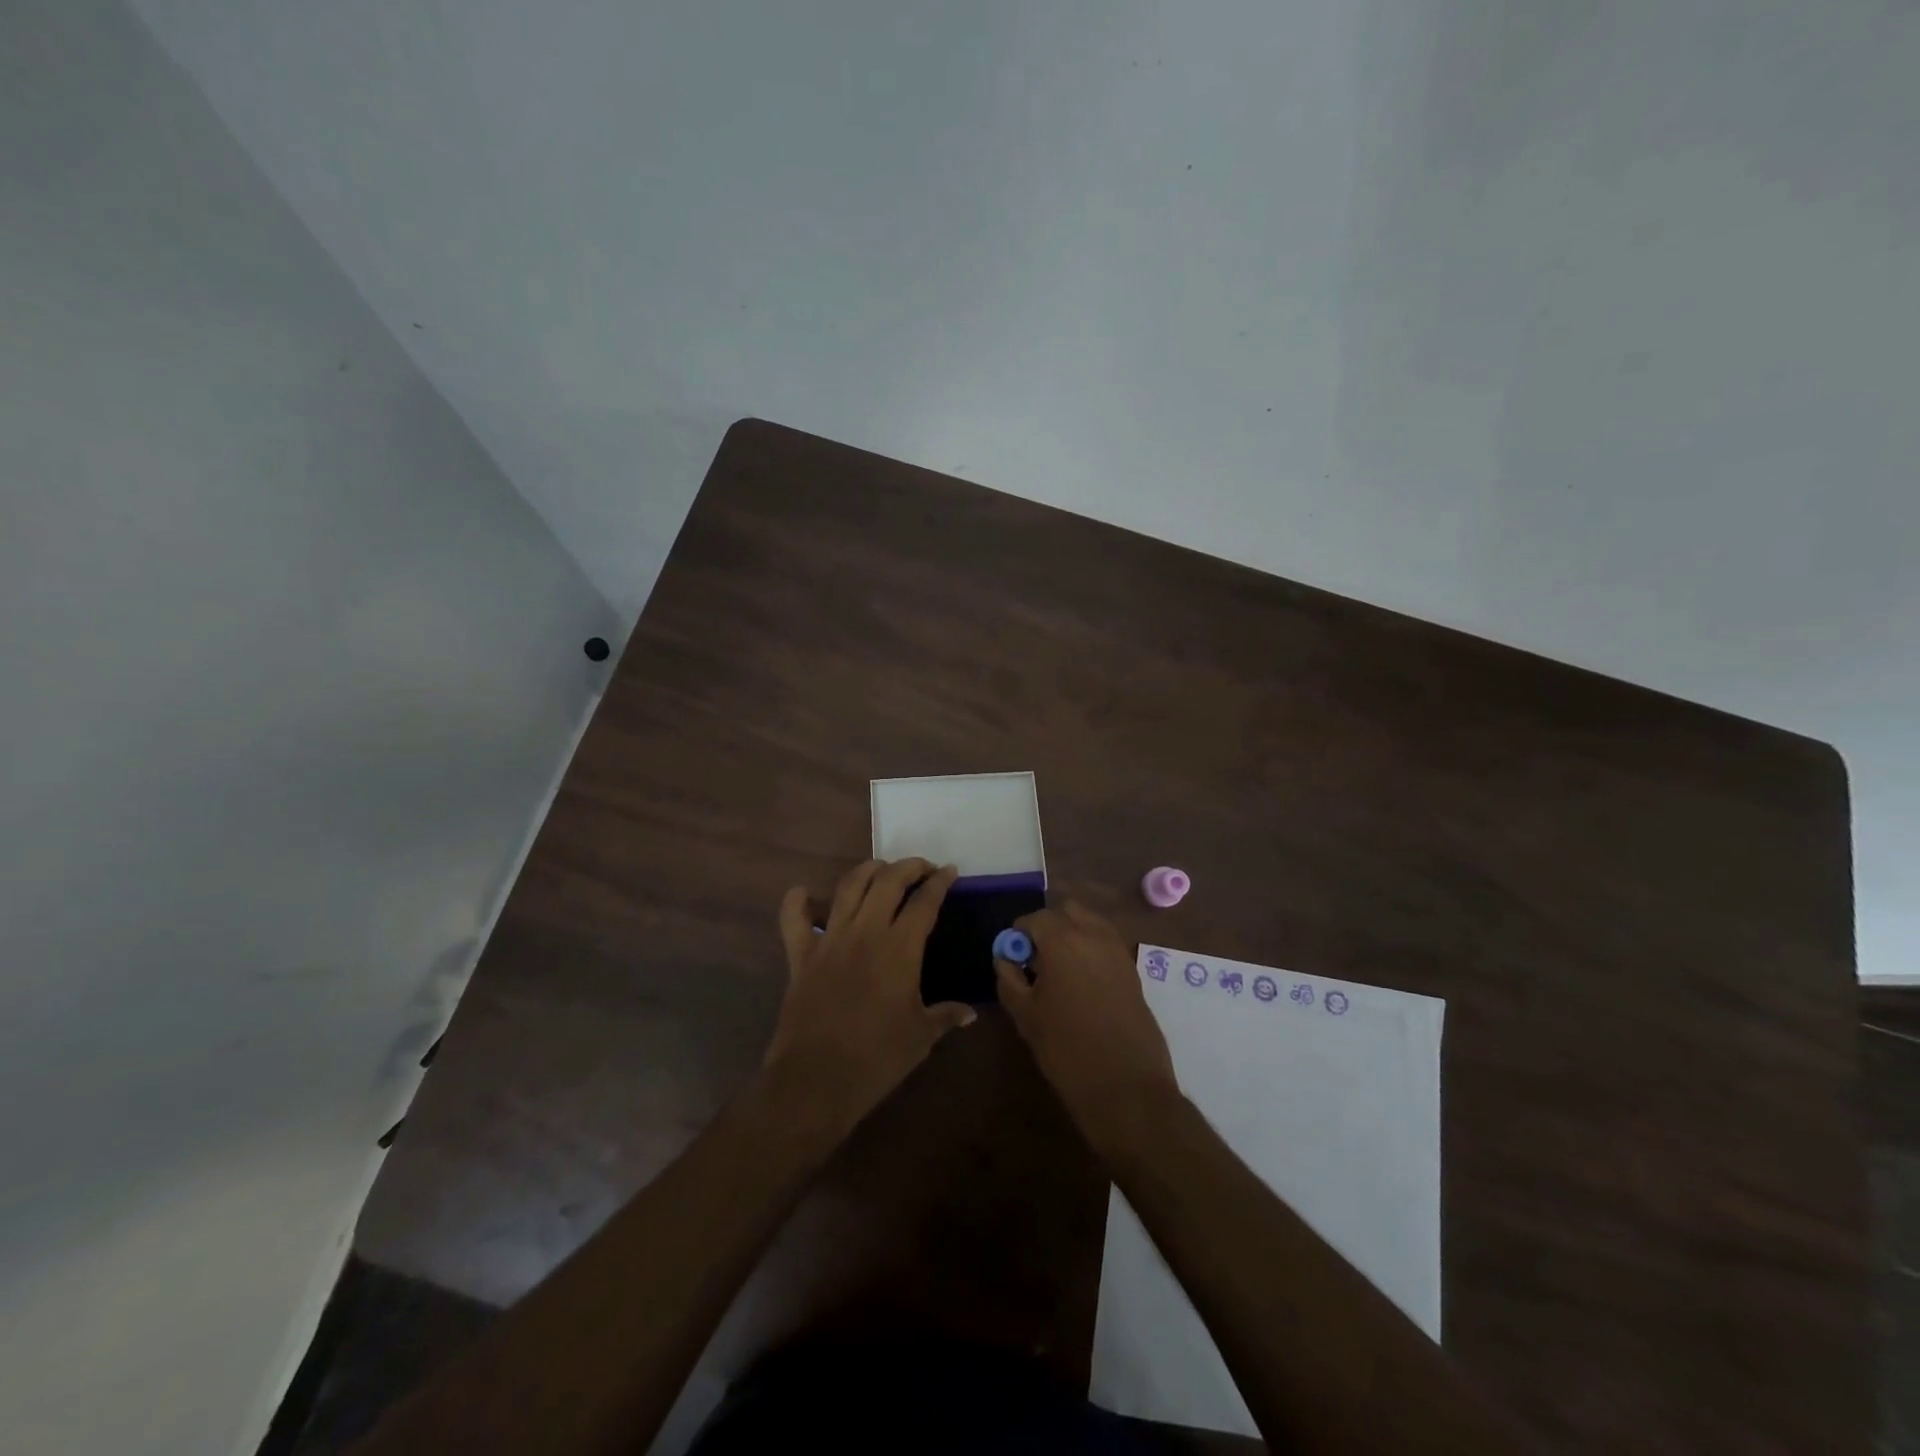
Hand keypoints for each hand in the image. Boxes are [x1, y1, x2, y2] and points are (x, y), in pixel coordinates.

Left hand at [762, 858, 975, 1141]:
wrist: (816, 1081)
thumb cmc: (877, 1059)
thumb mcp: (921, 1038)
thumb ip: (945, 1016)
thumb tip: (970, 1013)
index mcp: (900, 948)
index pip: (924, 902)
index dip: (939, 882)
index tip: (949, 871)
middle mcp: (865, 932)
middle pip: (887, 881)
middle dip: (908, 866)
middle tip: (921, 868)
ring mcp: (829, 940)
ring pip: (848, 887)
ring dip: (867, 871)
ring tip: (881, 870)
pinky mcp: (801, 955)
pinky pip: (794, 919)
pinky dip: (797, 901)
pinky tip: (804, 893)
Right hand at [995, 901, 1180, 1152]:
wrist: (1127, 1087)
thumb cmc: (1067, 1051)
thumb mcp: (1026, 1016)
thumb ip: (1009, 979)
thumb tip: (1004, 958)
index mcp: (1062, 941)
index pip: (1033, 919)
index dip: (1018, 934)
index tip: (1012, 957)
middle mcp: (1093, 935)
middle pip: (1066, 911)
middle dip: (1048, 926)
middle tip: (1036, 959)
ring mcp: (1118, 950)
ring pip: (1090, 922)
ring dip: (1072, 933)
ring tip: (1060, 969)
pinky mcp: (1133, 969)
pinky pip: (1107, 942)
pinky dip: (1091, 948)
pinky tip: (1082, 981)